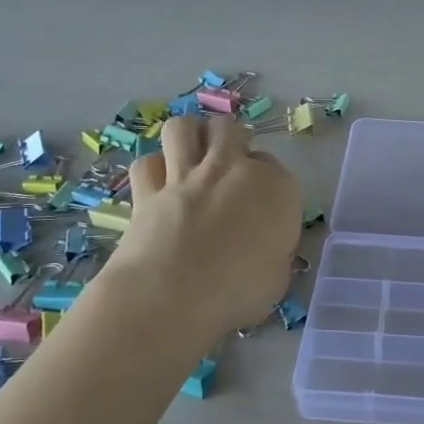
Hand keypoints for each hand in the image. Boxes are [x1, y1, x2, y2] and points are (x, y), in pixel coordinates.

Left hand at [106, 115, 302, 334]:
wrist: (174, 295)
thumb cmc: (238, 292)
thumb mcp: (277, 276)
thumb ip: (272, 251)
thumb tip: (261, 250)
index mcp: (275, 187)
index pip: (274, 166)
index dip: (266, 180)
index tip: (261, 202)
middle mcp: (232, 169)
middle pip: (230, 130)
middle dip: (229, 140)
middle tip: (227, 166)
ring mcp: (187, 176)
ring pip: (183, 128)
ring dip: (188, 136)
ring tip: (190, 155)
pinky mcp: (148, 190)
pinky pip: (146, 163)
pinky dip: (152, 169)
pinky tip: (158, 182)